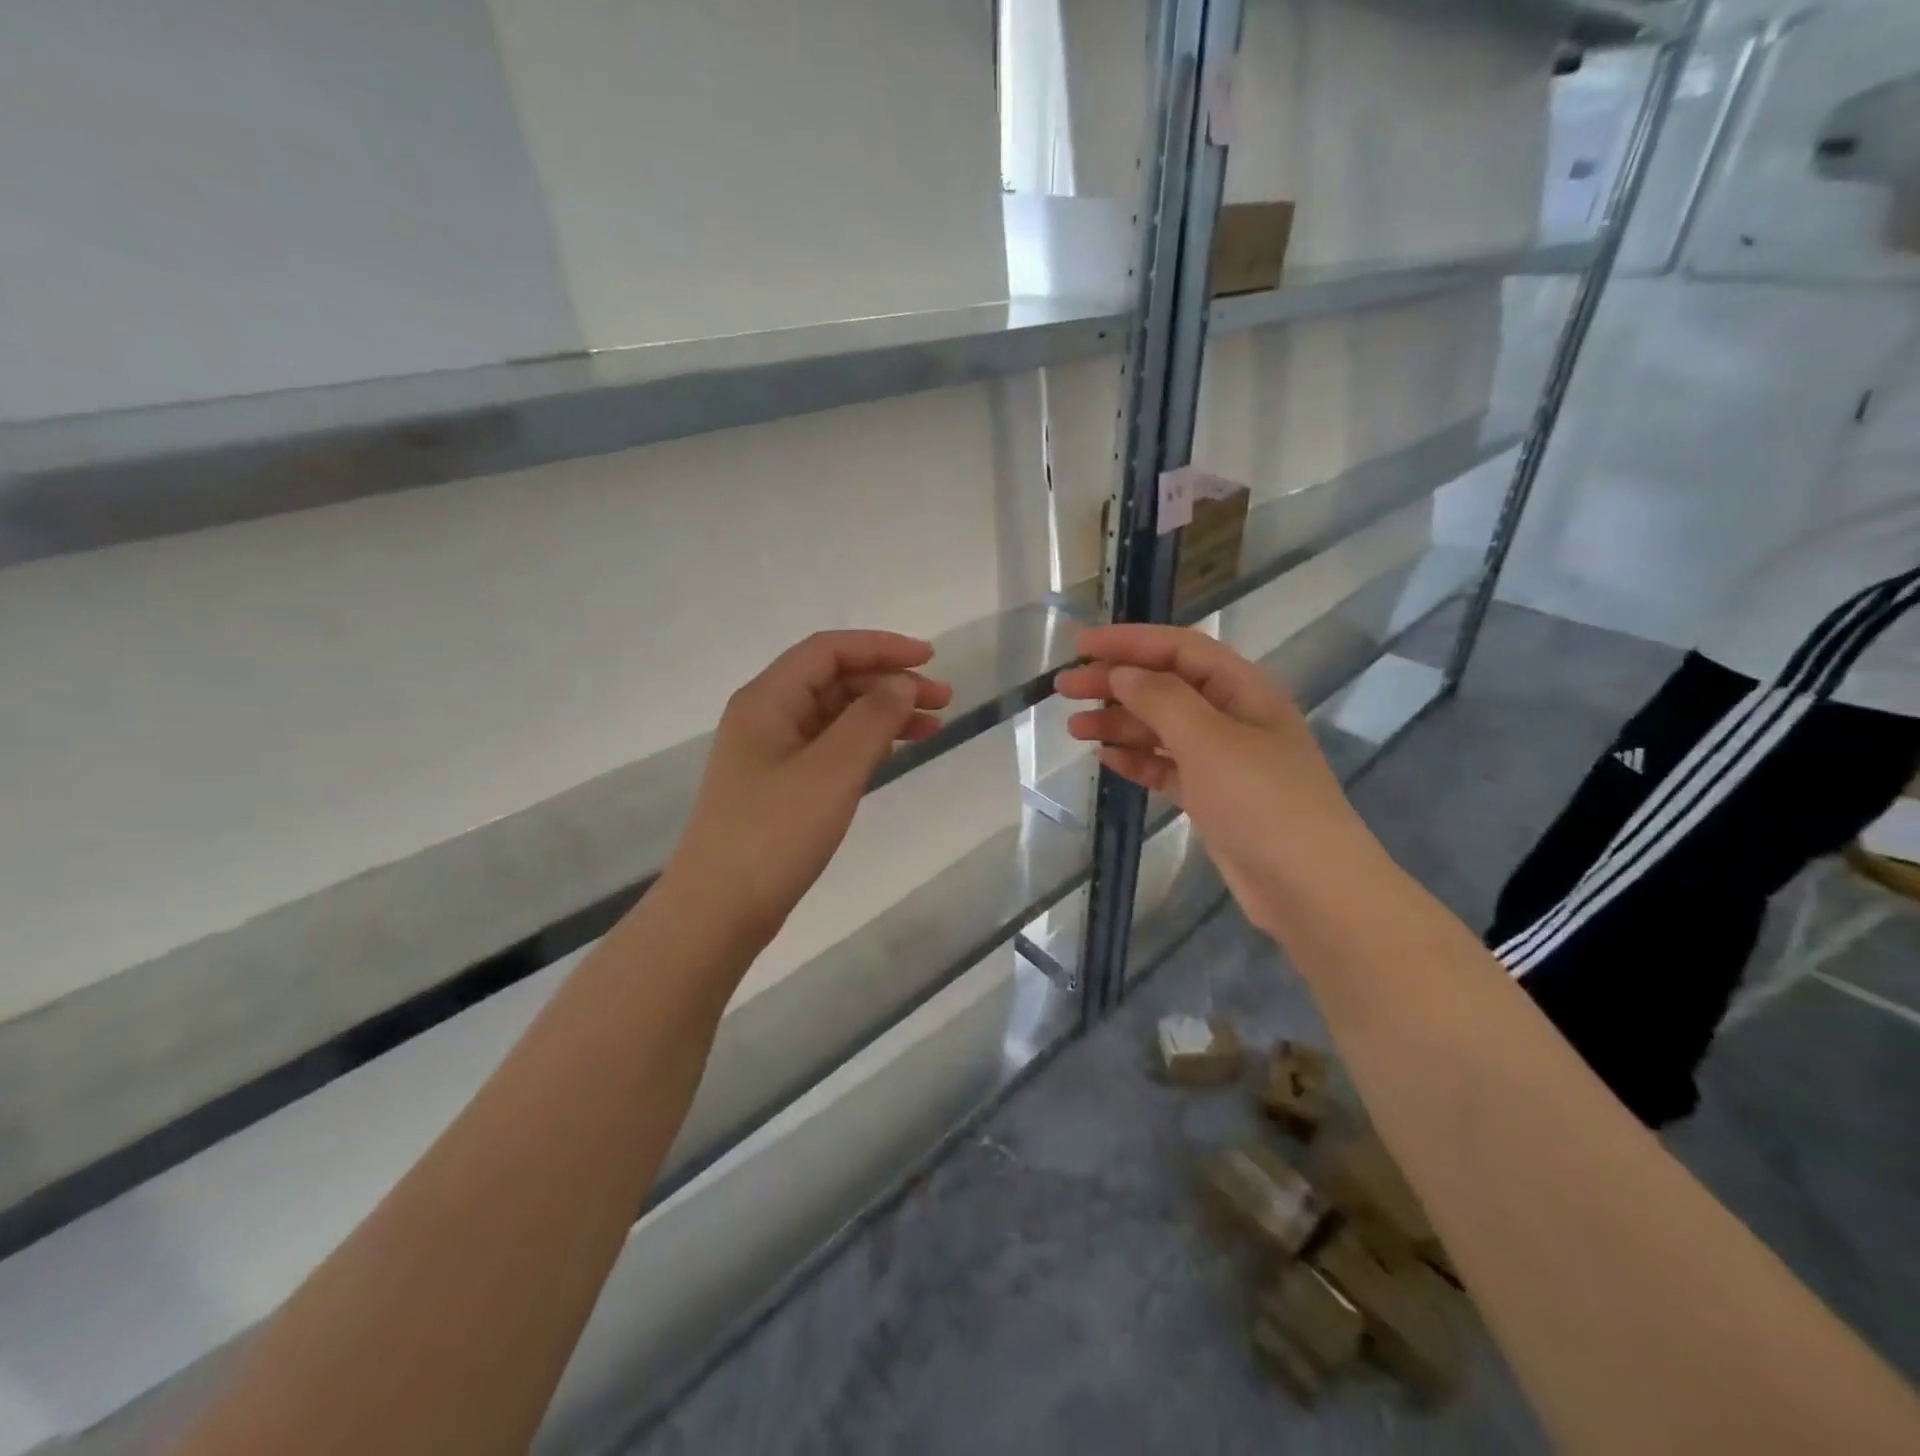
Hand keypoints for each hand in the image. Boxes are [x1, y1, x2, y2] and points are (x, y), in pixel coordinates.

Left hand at [668, 631, 951, 941]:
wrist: (719, 911)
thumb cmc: (774, 834)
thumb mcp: (832, 770)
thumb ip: (872, 719)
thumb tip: (902, 683)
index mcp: (767, 700)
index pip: (828, 651)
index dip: (881, 647)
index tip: (930, 660)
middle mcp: (766, 717)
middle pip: (834, 681)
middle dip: (889, 683)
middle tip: (943, 702)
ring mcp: (770, 754)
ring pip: (835, 716)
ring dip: (882, 714)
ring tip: (932, 728)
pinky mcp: (779, 787)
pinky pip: (829, 747)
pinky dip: (864, 744)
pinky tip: (893, 752)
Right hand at [1055, 624, 1376, 930]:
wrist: (1308, 887)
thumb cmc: (1261, 801)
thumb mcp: (1208, 740)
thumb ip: (1161, 699)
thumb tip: (1122, 673)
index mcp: (1241, 688)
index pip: (1178, 649)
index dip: (1129, 641)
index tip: (1080, 645)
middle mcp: (1232, 716)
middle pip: (1164, 686)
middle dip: (1114, 682)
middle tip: (1064, 688)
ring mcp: (1223, 759)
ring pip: (1161, 728)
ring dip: (1119, 723)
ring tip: (1075, 728)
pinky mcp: (1212, 796)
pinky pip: (1167, 767)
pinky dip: (1137, 760)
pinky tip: (1107, 759)